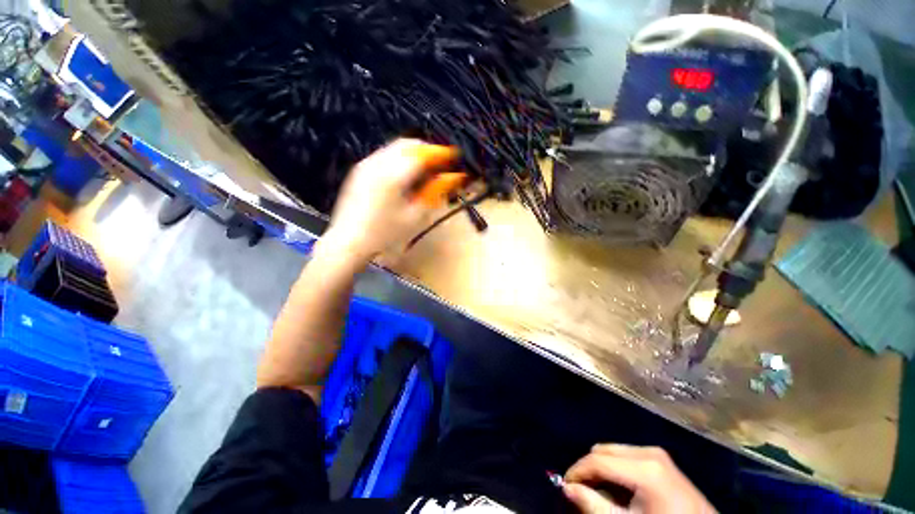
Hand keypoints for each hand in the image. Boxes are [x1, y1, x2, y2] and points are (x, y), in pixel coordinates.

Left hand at [317, 139, 458, 265]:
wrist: (348, 241)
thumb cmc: (385, 233)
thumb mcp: (415, 216)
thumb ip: (434, 193)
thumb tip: (452, 178)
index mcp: (394, 174)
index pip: (423, 153)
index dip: (441, 153)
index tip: (454, 158)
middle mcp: (379, 162)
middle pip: (408, 144)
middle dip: (427, 150)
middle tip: (440, 164)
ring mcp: (366, 164)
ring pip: (395, 147)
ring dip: (414, 153)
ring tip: (425, 170)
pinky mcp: (359, 170)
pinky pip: (385, 155)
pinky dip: (400, 158)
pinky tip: (405, 175)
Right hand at [564, 444, 714, 513]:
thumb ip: (594, 506)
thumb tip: (567, 488)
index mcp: (644, 467)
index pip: (597, 460)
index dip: (577, 472)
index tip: (565, 486)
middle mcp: (649, 452)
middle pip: (603, 450)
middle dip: (589, 469)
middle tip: (583, 491)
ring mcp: (657, 453)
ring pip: (613, 451)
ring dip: (602, 469)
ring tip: (602, 493)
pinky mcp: (662, 458)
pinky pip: (627, 456)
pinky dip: (616, 469)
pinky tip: (619, 490)